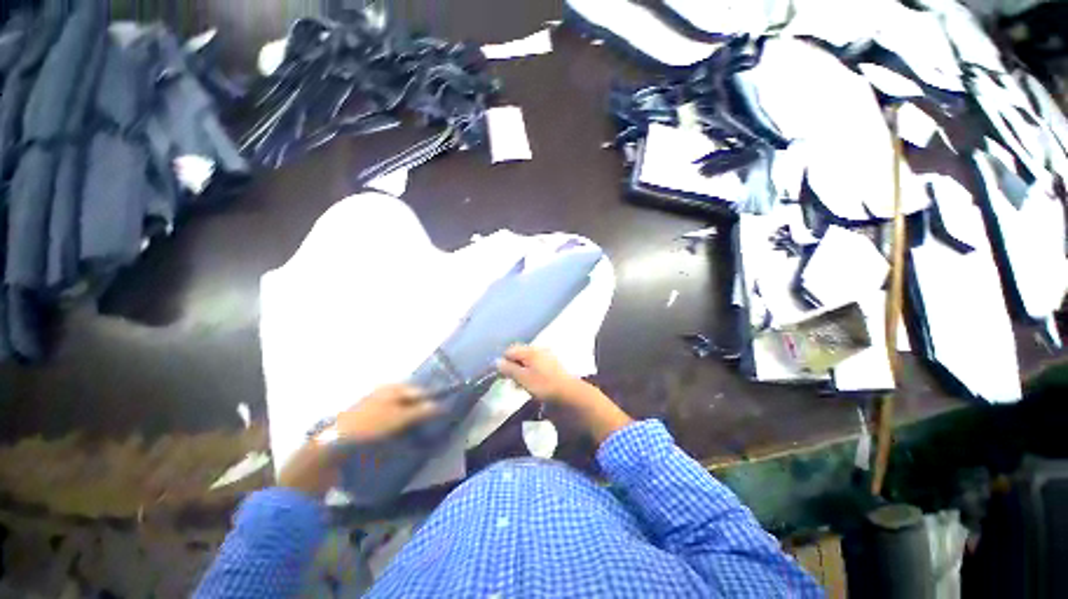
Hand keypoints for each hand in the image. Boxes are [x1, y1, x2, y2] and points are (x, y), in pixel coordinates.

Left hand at [333, 384, 438, 443]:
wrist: (336, 441)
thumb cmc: (372, 425)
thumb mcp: (400, 418)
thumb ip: (422, 410)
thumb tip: (441, 406)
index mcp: (393, 388)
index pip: (419, 391)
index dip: (431, 400)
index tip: (441, 412)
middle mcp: (384, 391)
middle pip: (409, 399)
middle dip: (419, 409)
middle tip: (427, 424)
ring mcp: (374, 403)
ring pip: (399, 408)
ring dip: (407, 418)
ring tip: (413, 431)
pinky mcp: (366, 416)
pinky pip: (388, 416)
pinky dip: (396, 423)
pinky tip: (396, 434)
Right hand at [498, 345, 633, 443]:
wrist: (570, 394)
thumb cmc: (544, 386)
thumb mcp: (524, 379)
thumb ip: (509, 369)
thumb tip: (496, 361)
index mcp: (531, 351)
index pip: (510, 350)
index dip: (503, 362)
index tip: (502, 376)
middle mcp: (538, 350)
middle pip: (519, 354)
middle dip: (512, 366)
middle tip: (510, 382)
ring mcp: (546, 357)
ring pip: (527, 361)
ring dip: (521, 371)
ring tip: (520, 386)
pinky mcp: (552, 365)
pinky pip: (535, 365)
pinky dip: (530, 373)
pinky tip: (531, 384)